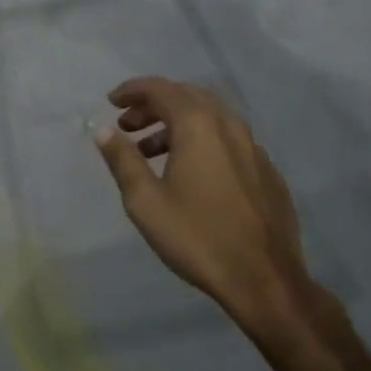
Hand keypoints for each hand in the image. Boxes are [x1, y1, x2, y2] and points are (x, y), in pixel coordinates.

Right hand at [93, 77, 318, 344]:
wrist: (265, 281)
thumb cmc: (197, 237)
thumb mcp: (145, 201)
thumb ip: (122, 159)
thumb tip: (103, 130)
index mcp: (198, 126)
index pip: (160, 89)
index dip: (132, 91)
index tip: (112, 102)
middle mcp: (229, 126)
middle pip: (187, 97)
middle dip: (153, 104)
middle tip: (128, 125)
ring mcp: (254, 148)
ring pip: (210, 118)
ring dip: (177, 123)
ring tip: (151, 150)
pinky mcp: (267, 171)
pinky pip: (229, 140)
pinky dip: (202, 141)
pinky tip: (191, 172)